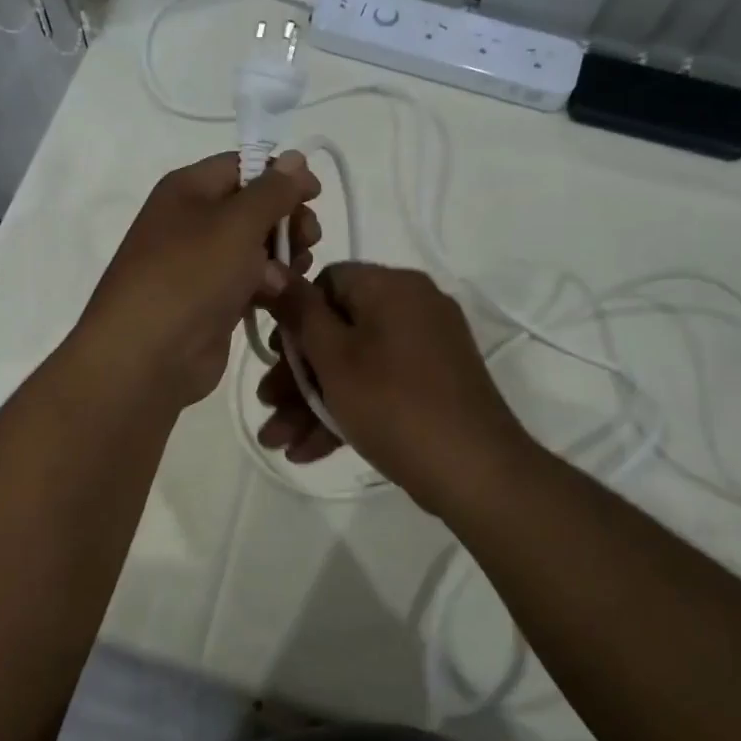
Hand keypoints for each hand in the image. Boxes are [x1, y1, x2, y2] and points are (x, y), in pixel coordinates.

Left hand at [77, 151, 320, 407]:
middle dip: (287, 221)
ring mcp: (202, 265)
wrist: (148, 355)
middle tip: (308, 240)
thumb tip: (296, 158)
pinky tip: (281, 298)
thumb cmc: (190, 276)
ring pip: (258, 248)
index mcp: (189, 189)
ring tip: (291, 275)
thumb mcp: (236, 223)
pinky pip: (252, 283)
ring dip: (284, 257)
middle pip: (254, 208)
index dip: (281, 176)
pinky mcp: (214, 302)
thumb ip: (272, 190)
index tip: (314, 194)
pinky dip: (270, 287)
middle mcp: (193, 221)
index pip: (242, 166)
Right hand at [257, 263, 528, 512]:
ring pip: (354, 366)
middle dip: (296, 374)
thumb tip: (271, 269)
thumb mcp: (334, 357)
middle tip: (267, 405)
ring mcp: (427, 349)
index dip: (294, 316)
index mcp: (392, 287)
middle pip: (338, 329)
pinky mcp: (433, 386)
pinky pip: (379, 387)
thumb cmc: (393, 403)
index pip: (329, 282)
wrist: (474, 471)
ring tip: (276, 442)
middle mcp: (413, 308)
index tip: (274, 355)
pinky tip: (307, 451)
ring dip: (312, 402)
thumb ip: (299, 312)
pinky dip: (346, 411)